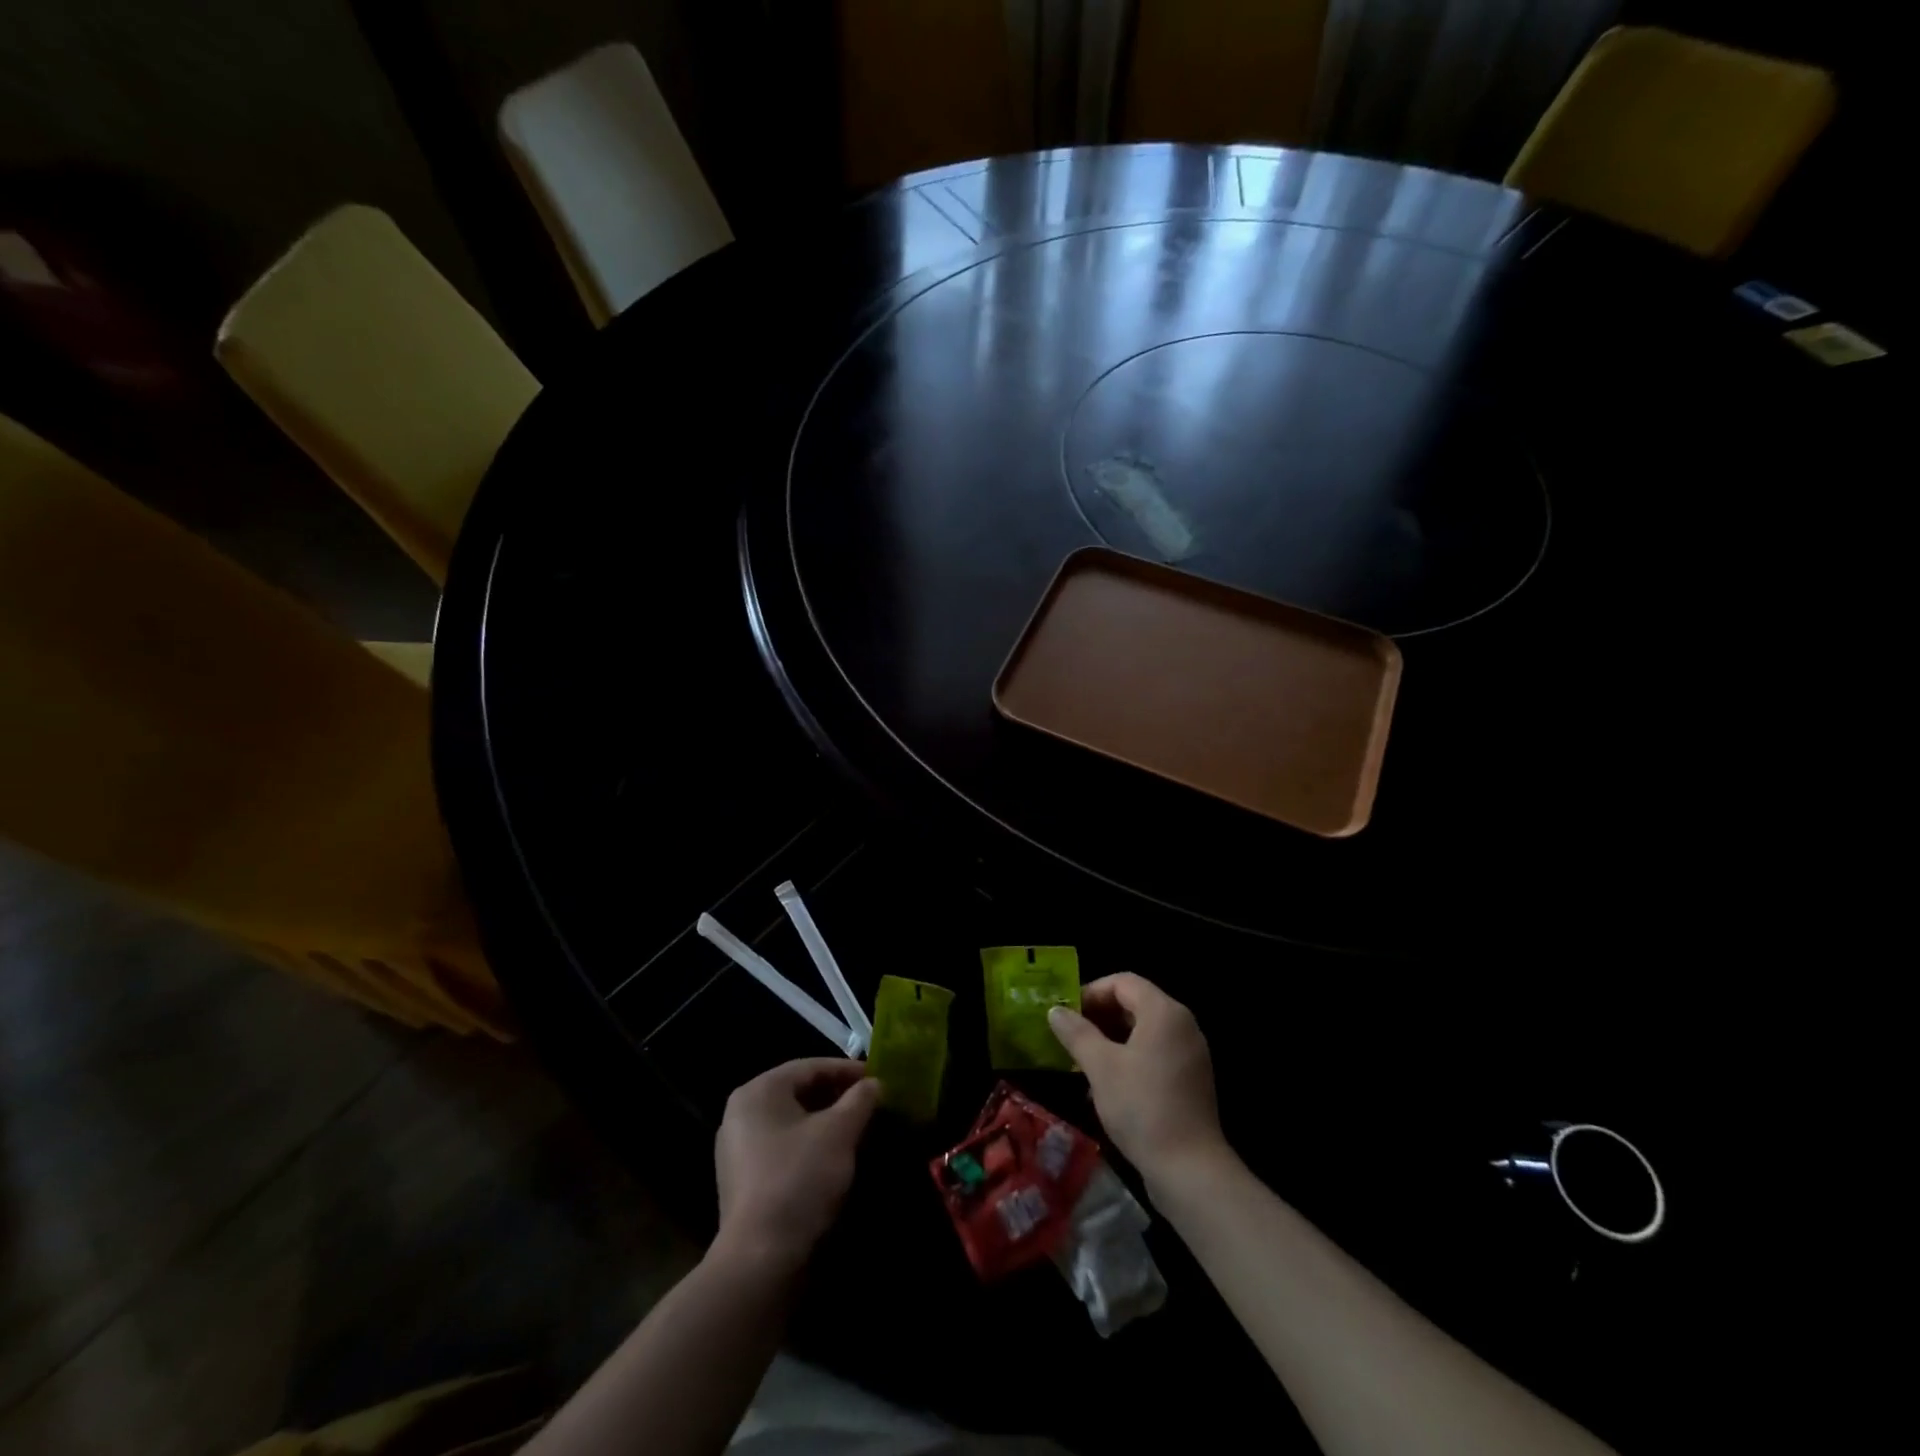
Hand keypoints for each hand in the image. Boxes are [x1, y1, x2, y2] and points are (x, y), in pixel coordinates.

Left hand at [714, 1059, 880, 1273]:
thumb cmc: (799, 1179)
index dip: (847, 1070)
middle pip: (799, 1093)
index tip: (878, 1079)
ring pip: (793, 1122)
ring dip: (826, 1123)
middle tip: (871, 1104)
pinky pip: (783, 1148)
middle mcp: (741, 1114)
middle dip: (838, 1097)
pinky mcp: (744, 1182)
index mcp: (758, 1092)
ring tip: (859, 1130)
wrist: (760, 1261)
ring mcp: (738, 1150)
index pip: (810, 1067)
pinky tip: (835, 1160)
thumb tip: (875, 1084)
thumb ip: (860, 1100)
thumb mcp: (839, 1132)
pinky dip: (810, 1146)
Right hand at [1048, 974, 1228, 1185]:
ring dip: (1111, 1039)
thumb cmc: (1142, 1107)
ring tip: (1082, 1061)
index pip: (1124, 982)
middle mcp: (1182, 1025)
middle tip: (1070, 1035)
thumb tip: (1055, 1010)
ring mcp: (1190, 1053)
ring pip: (1144, 1031)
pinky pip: (1155, 1053)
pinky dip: (1129, 1058)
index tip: (1066, 1013)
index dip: (1091, 991)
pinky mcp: (1191, 1080)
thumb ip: (1076, 1033)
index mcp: (1164, 1012)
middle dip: (1099, 1016)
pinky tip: (1106, 1085)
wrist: (1190, 1170)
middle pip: (1135, 1003)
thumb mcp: (1100, 1066)